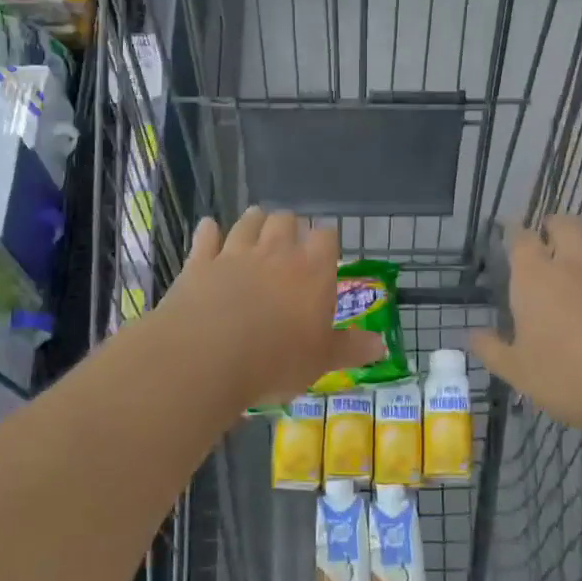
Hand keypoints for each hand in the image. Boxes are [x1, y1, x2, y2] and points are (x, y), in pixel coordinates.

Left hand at [159, 208, 386, 409]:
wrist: (209, 356)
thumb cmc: (276, 360)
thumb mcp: (321, 361)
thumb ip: (349, 349)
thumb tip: (381, 345)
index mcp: (312, 271)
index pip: (326, 238)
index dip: (326, 240)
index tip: (325, 247)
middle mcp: (275, 253)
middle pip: (285, 221)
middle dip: (289, 224)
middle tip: (289, 236)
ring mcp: (234, 254)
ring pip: (248, 223)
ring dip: (254, 220)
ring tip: (256, 219)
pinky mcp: (199, 263)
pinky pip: (206, 237)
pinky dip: (209, 231)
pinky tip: (209, 227)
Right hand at [470, 216, 581, 445]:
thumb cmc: (572, 379)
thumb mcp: (519, 373)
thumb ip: (492, 350)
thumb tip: (472, 334)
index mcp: (535, 278)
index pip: (521, 239)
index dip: (515, 234)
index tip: (511, 237)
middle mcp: (573, 261)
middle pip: (563, 223)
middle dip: (552, 226)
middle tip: (548, 239)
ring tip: (581, 247)